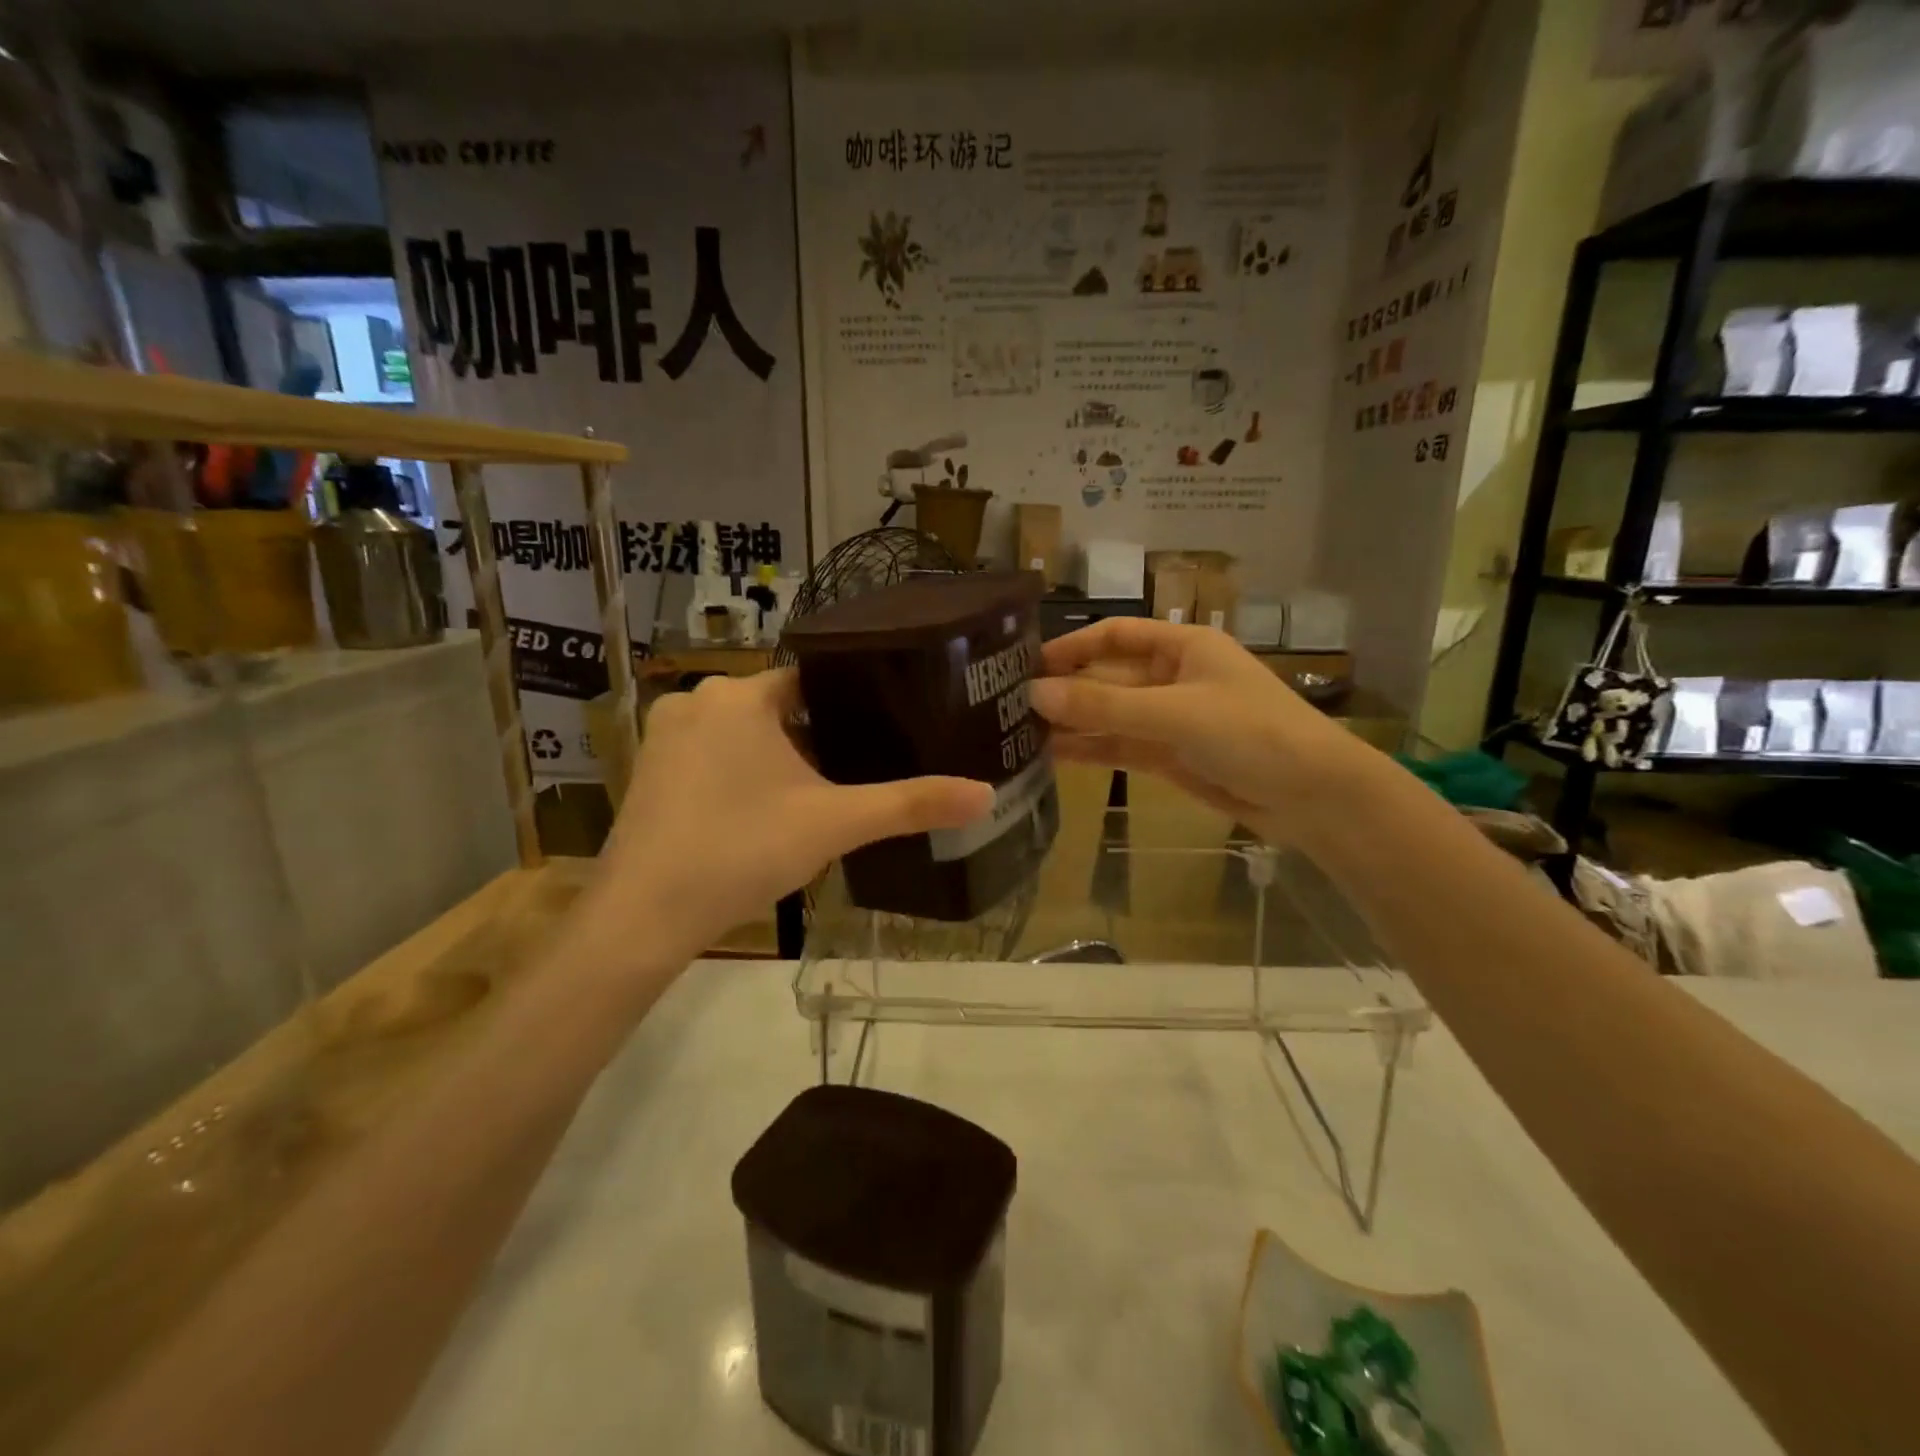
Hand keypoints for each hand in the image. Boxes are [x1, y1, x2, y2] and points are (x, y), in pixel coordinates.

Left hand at [577, 670, 992, 968]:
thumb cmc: (742, 850)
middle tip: (861, 772)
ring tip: (821, 796)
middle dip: (817, 738)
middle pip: (779, 707)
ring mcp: (665, 736)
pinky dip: (743, 775)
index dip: (854, 704)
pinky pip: (713, 757)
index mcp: (741, 695)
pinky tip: (765, 815)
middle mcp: (696, 701)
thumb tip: (986, 795)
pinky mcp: (650, 772)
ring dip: (780, 759)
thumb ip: (911, 805)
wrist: (643, 917)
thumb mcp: (836, 824)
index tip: (887, 728)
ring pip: (745, 734)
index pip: (813, 679)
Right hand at [1030, 619, 1373, 843]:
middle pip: (1107, 677)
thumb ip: (1104, 704)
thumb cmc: (1252, 733)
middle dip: (1065, 689)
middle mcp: (1172, 677)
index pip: (1115, 636)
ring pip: (1110, 715)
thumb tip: (1035, 693)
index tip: (1027, 664)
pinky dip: (1090, 750)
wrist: (1312, 797)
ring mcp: (1170, 719)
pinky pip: (1120, 746)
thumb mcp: (1175, 712)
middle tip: (1009, 705)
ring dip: (1072, 722)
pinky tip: (1051, 755)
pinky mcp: (1169, 757)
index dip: (1072, 646)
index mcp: (1183, 647)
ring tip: (1018, 732)